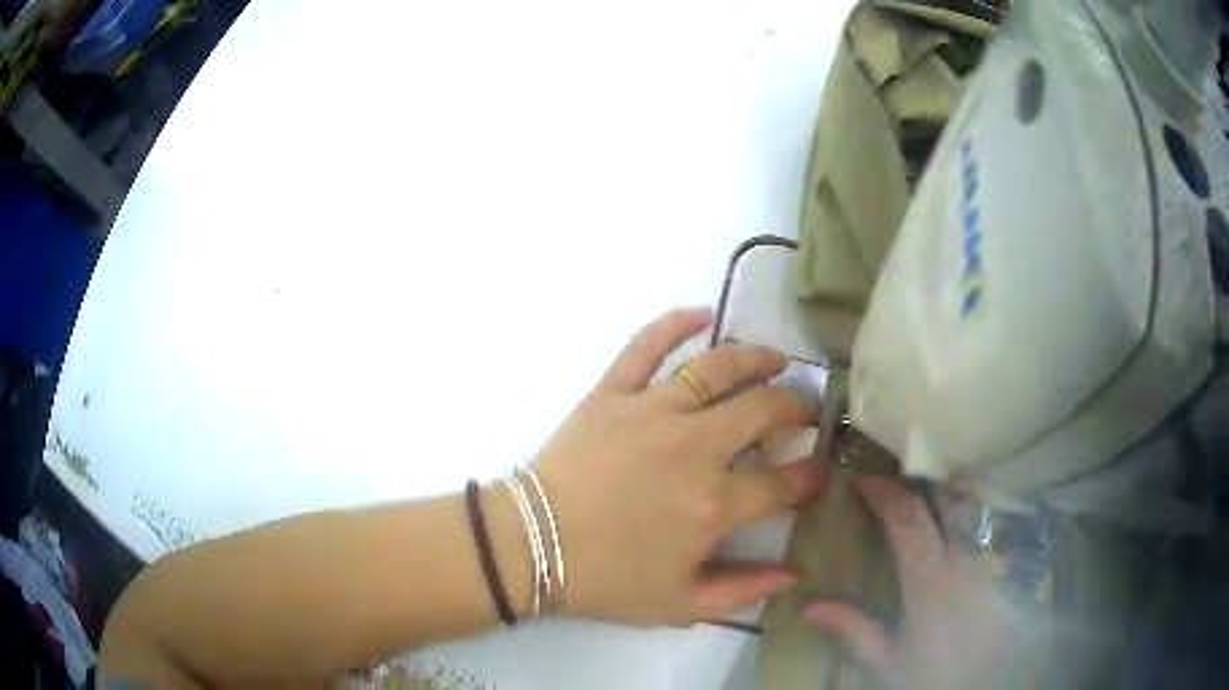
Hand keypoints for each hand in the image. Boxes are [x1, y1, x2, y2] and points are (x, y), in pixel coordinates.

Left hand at [536, 307, 826, 625]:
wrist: (531, 546)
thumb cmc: (607, 580)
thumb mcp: (681, 604)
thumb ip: (744, 591)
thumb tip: (794, 574)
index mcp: (715, 504)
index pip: (784, 482)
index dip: (812, 476)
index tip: (822, 471)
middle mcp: (695, 448)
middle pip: (764, 410)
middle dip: (797, 408)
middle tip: (806, 411)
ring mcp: (652, 412)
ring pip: (718, 368)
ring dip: (757, 358)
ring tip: (777, 360)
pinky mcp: (613, 393)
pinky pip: (646, 346)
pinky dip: (675, 324)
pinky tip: (702, 312)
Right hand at [804, 476, 1010, 688]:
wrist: (988, 677)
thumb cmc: (936, 670)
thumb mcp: (890, 660)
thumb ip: (854, 630)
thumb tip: (809, 607)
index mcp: (930, 579)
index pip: (908, 517)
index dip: (884, 492)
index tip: (861, 481)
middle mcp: (963, 555)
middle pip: (944, 495)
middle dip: (915, 481)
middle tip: (891, 483)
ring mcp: (988, 551)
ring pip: (968, 500)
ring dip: (942, 488)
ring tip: (921, 492)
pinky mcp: (1002, 557)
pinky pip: (983, 515)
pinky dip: (965, 504)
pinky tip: (952, 515)